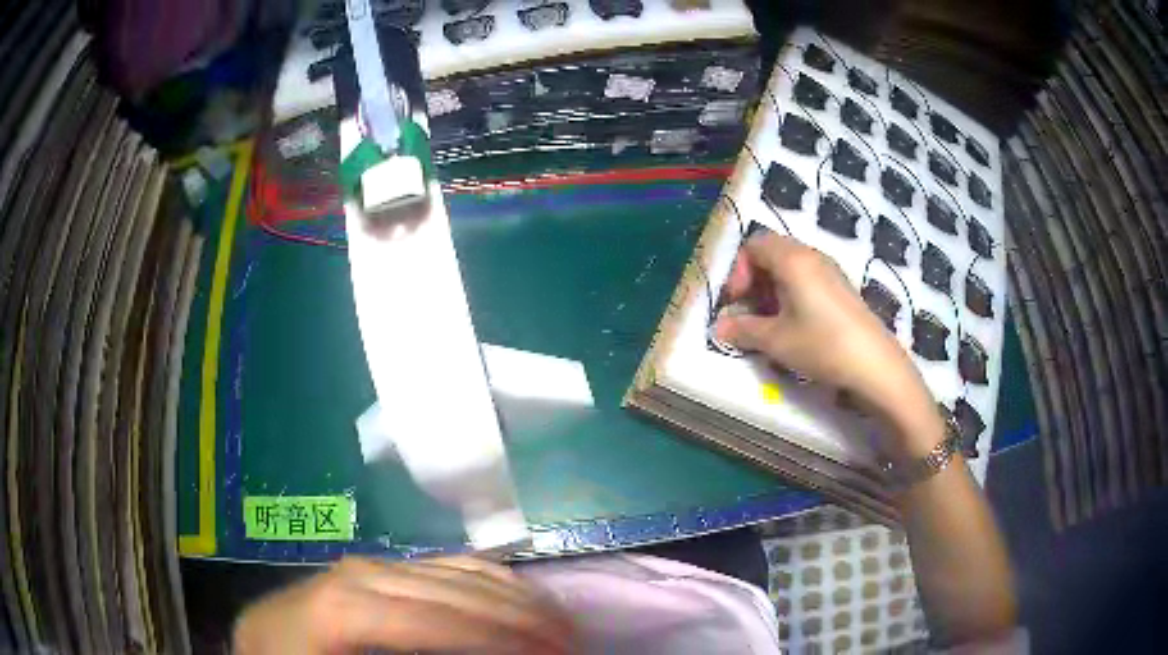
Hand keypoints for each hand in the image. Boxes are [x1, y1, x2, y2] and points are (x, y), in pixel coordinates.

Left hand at [233, 556, 576, 654]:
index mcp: (344, 609)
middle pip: (455, 591)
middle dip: (520, 619)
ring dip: (514, 597)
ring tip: (559, 622)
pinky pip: (441, 565)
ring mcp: (368, 565)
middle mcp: (359, 575)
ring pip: (455, 571)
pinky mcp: (376, 567)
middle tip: (573, 643)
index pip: (436, 622)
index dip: (499, 639)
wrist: (262, 643)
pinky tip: (518, 596)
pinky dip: (488, 579)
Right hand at [713, 232, 939, 457]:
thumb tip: (719, 327)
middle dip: (753, 281)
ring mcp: (830, 271)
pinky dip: (792, 294)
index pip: (753, 245)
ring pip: (790, 267)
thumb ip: (744, 329)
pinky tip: (795, 326)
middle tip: (750, 313)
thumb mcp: (776, 340)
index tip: (737, 303)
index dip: (738, 272)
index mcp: (792, 259)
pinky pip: (808, 279)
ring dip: (772, 289)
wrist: (874, 364)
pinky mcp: (842, 288)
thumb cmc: (822, 345)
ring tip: (770, 323)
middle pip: (772, 252)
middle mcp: (812, 256)